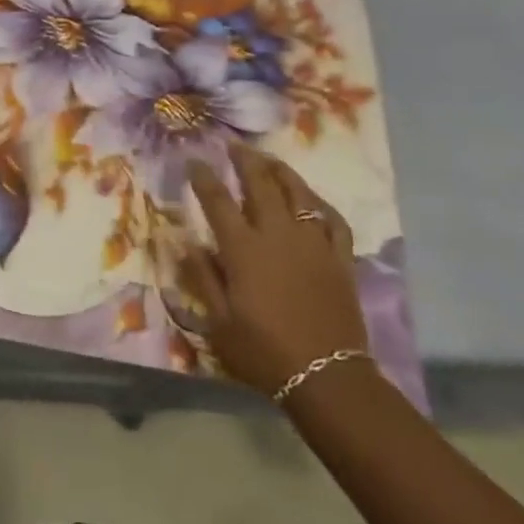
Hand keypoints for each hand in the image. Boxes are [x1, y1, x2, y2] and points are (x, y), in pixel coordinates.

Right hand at [182, 142, 369, 397]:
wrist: (327, 377)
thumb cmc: (264, 352)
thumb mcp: (218, 322)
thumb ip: (201, 277)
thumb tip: (184, 240)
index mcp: (243, 248)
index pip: (217, 200)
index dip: (203, 177)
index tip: (194, 160)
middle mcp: (277, 234)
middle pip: (260, 183)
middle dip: (244, 159)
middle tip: (233, 146)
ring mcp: (313, 242)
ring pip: (298, 192)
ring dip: (281, 171)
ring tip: (269, 159)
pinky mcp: (340, 257)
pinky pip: (333, 219)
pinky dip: (321, 204)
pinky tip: (313, 200)